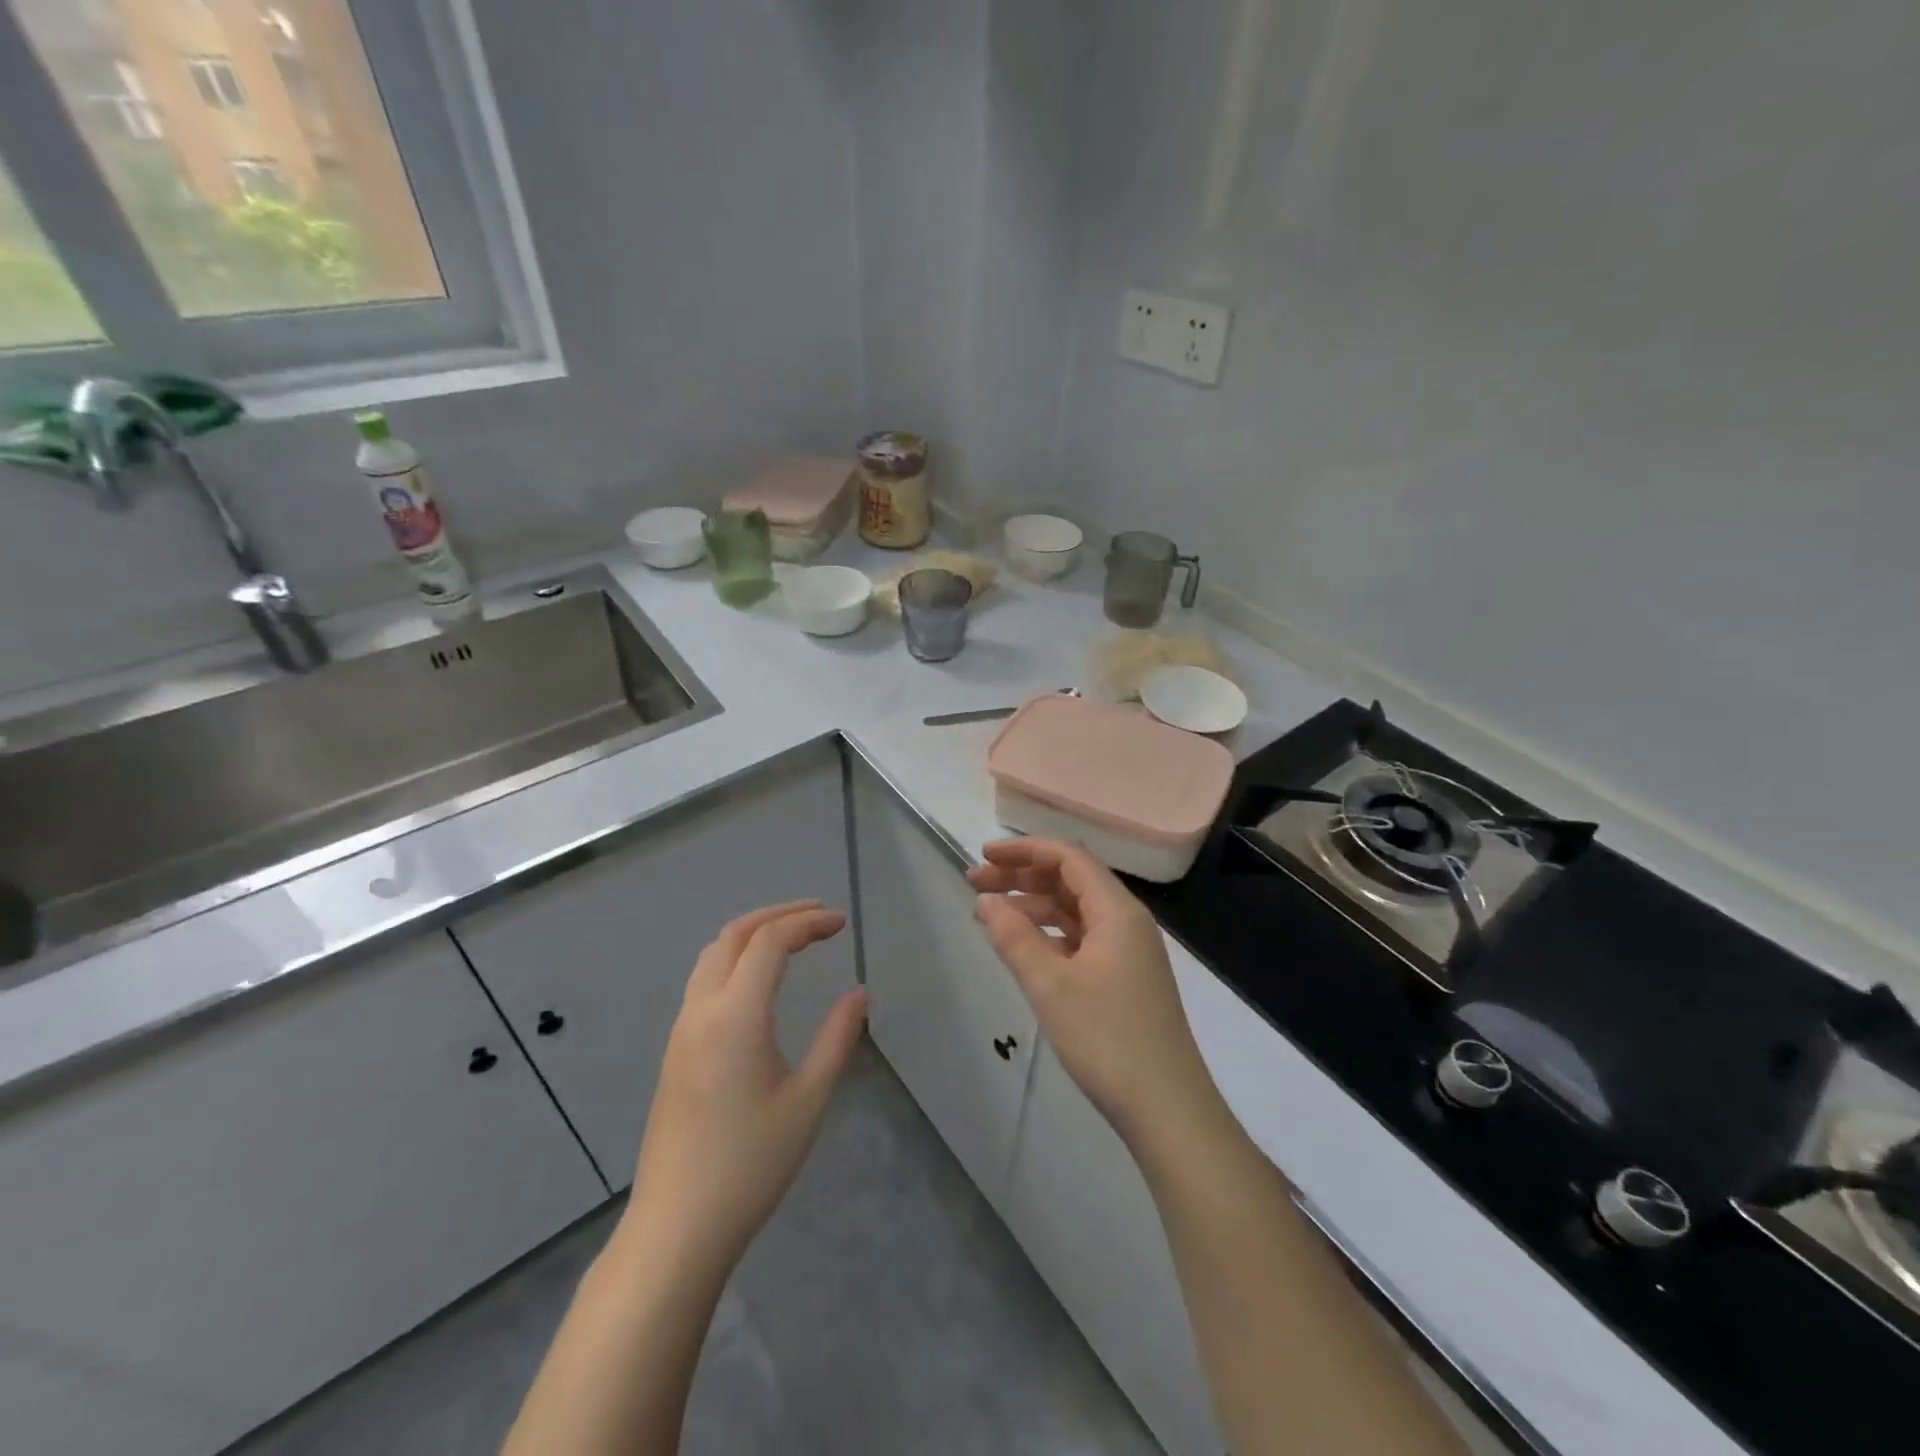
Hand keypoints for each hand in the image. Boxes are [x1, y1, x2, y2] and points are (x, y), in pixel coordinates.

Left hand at [623, 901, 867, 1274]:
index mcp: (736, 1016)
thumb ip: (837, 1039)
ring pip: (713, 955)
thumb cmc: (750, 1165)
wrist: (677, 1227)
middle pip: (735, 935)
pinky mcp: (675, 1050)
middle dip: (778, 915)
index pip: (770, 942)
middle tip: (819, 915)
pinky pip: (704, 980)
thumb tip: (859, 994)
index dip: (808, 923)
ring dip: (752, 933)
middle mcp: (702, 1010)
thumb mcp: (808, 1101)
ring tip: (792, 937)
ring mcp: (682, 1030)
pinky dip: (735, 958)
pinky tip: (759, 980)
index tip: (841, 923)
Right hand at [968, 839, 1221, 1148]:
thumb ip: (1015, 938)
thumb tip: (986, 901)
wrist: (1167, 1109)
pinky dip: (1050, 933)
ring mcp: (1128, 950)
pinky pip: (1082, 937)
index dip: (1024, 850)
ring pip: (1075, 909)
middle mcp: (1127, 920)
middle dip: (1023, 875)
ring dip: (1034, 904)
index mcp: (1117, 911)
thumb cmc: (1107, 1039)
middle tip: (975, 883)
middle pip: (1071, 879)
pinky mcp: (1125, 977)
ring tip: (990, 913)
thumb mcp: (1051, 986)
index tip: (983, 855)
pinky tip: (1024, 945)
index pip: (1068, 857)